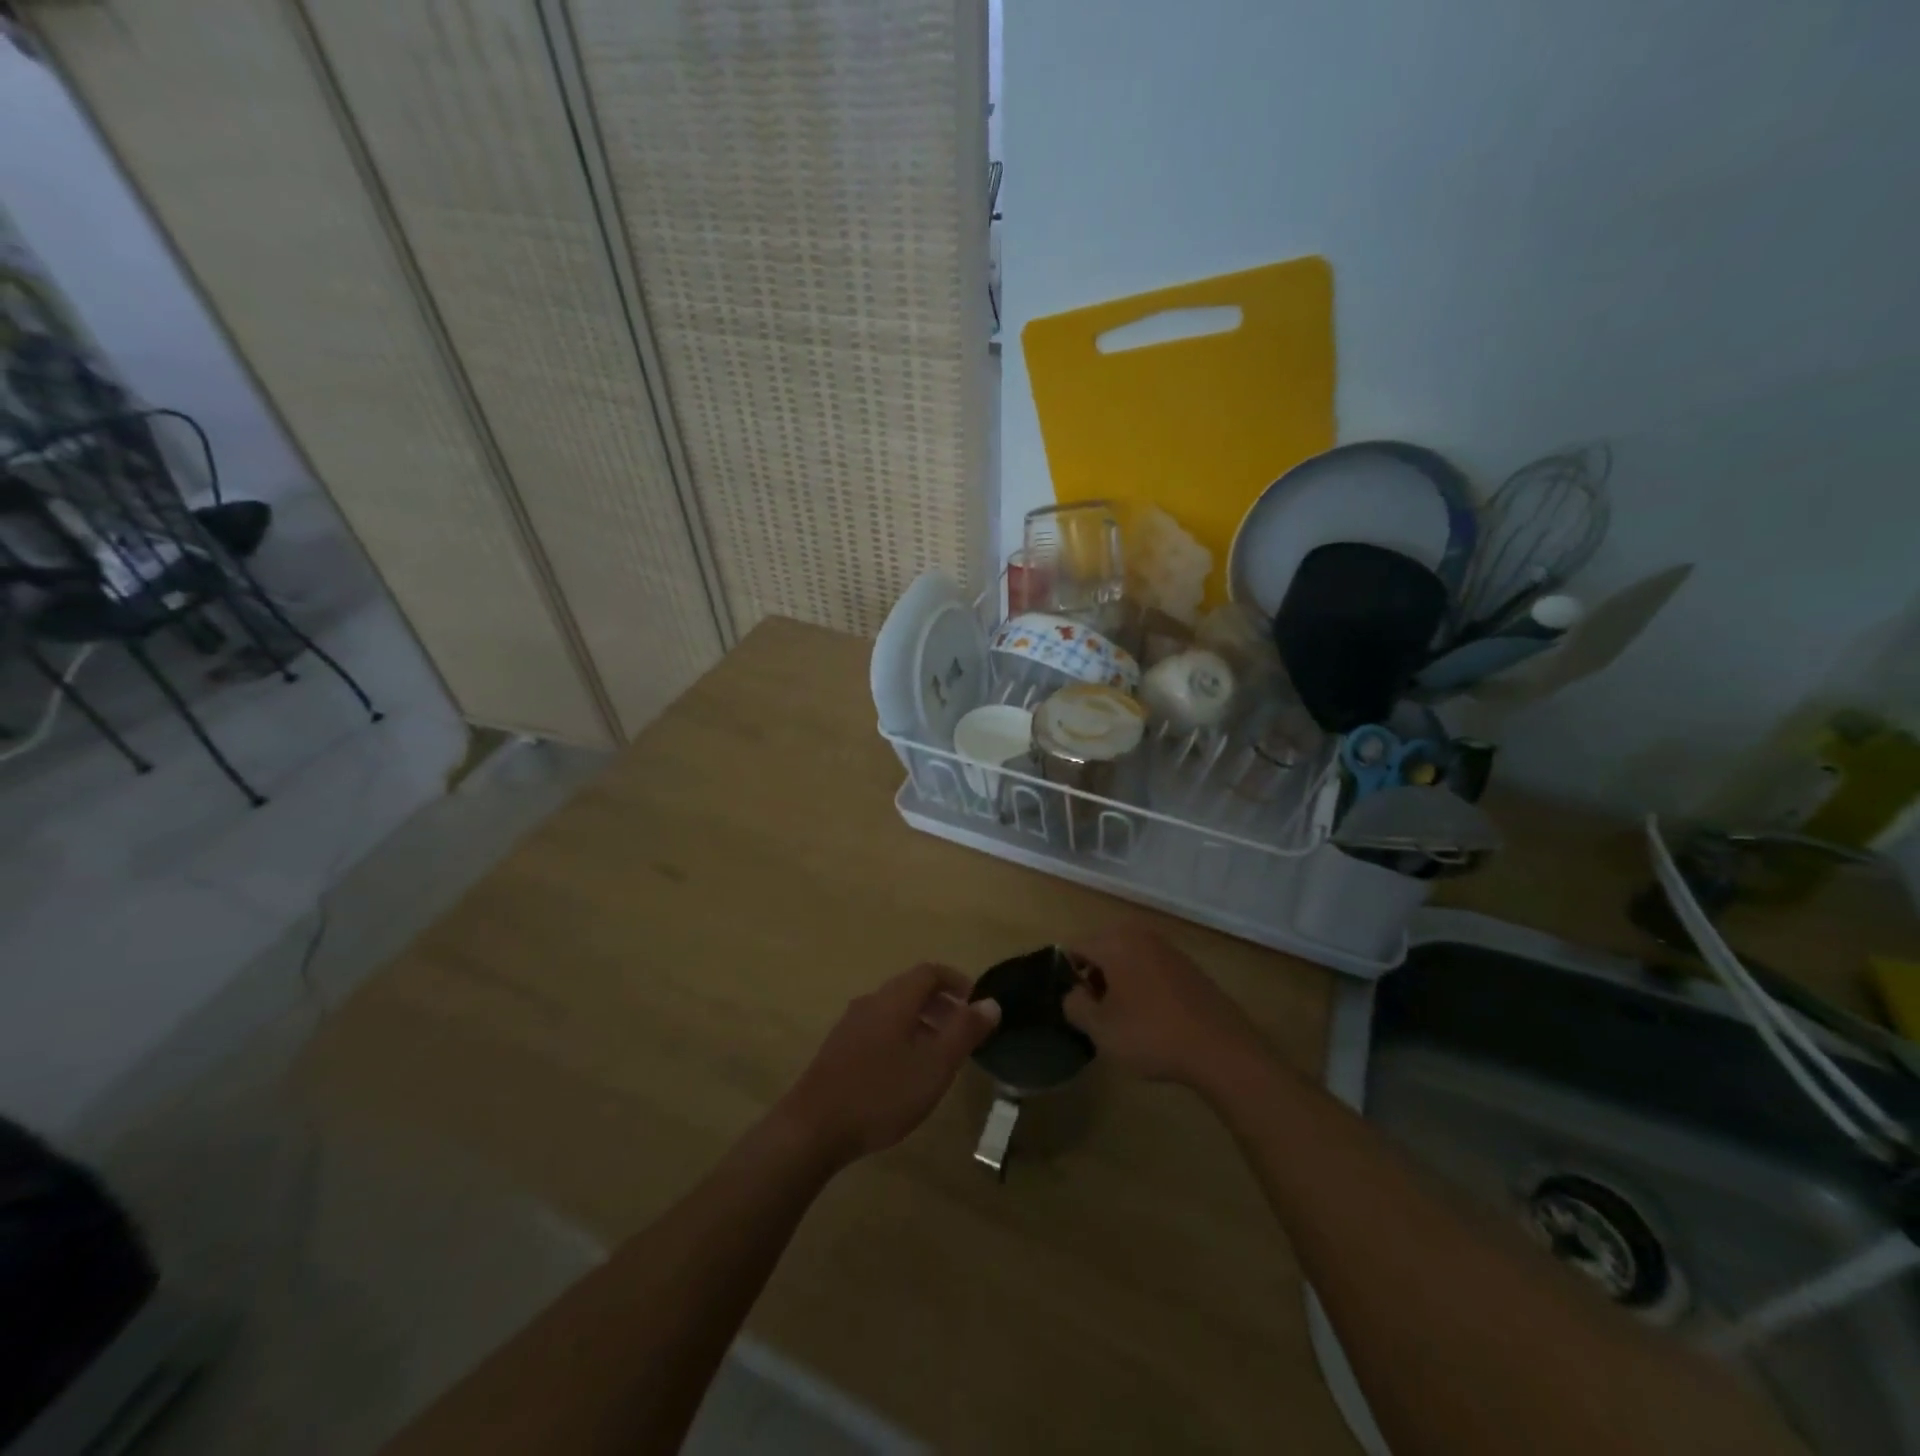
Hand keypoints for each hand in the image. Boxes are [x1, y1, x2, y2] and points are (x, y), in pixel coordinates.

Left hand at [774, 964, 1000, 1169]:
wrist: (813, 1127)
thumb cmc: (881, 1093)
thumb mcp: (935, 1065)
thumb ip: (965, 1031)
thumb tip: (991, 1002)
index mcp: (895, 999)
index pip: (930, 972)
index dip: (957, 981)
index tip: (977, 1003)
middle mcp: (871, 1002)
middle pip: (911, 989)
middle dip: (942, 1004)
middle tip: (963, 1032)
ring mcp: (850, 1025)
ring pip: (894, 1011)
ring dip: (922, 1023)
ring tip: (939, 1055)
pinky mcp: (838, 1049)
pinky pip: (878, 1029)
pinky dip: (901, 1037)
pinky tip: (905, 1073)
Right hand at [1063, 926, 1265, 1087]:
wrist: (1221, 1050)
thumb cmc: (1152, 1035)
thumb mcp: (1100, 1029)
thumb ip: (1074, 1005)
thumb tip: (1074, 993)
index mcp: (1115, 942)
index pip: (1075, 947)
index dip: (1068, 975)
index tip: (1075, 1005)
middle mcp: (1140, 935)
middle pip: (1102, 948)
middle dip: (1094, 975)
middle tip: (1097, 1011)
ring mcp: (1168, 948)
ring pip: (1128, 956)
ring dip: (1119, 980)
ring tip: (1124, 1016)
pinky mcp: (1189, 966)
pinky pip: (1152, 967)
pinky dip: (1143, 983)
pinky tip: (1153, 1016)